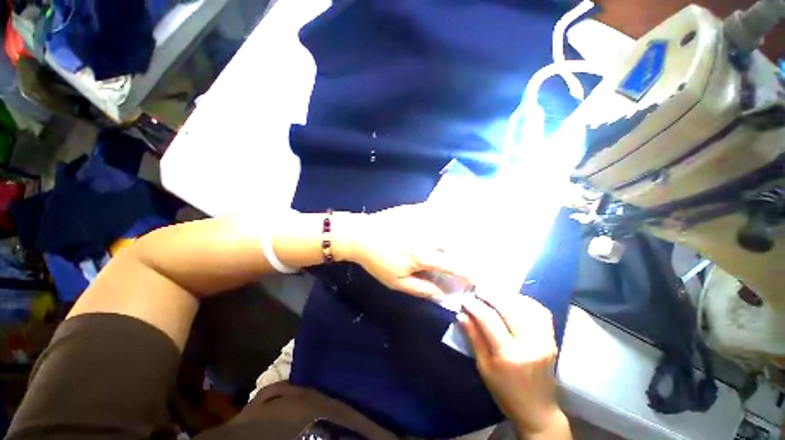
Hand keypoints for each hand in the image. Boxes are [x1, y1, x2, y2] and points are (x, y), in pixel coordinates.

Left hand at [339, 204, 465, 299]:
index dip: (467, 273)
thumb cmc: (377, 261)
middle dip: (462, 254)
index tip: (475, 278)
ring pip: (448, 227)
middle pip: (455, 244)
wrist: (361, 235)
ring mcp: (422, 220)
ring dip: (455, 236)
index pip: (453, 265)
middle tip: (462, 260)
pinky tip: (445, 222)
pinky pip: (436, 213)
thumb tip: (442, 295)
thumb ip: (421, 288)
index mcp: (423, 255)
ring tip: (456, 243)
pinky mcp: (416, 210)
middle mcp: (428, 236)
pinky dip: (444, 219)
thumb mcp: (396, 282)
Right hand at [458, 292, 569, 438]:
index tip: (465, 299)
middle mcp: (530, 344)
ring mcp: (544, 340)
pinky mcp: (552, 339)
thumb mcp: (484, 368)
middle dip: (490, 295)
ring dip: (506, 296)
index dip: (475, 306)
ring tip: (493, 293)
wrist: (538, 410)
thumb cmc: (505, 393)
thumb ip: (474, 338)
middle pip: (508, 308)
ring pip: (525, 306)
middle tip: (477, 290)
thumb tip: (462, 315)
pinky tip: (513, 300)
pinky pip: (540, 311)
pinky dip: (525, 301)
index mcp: (510, 355)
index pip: (489, 320)